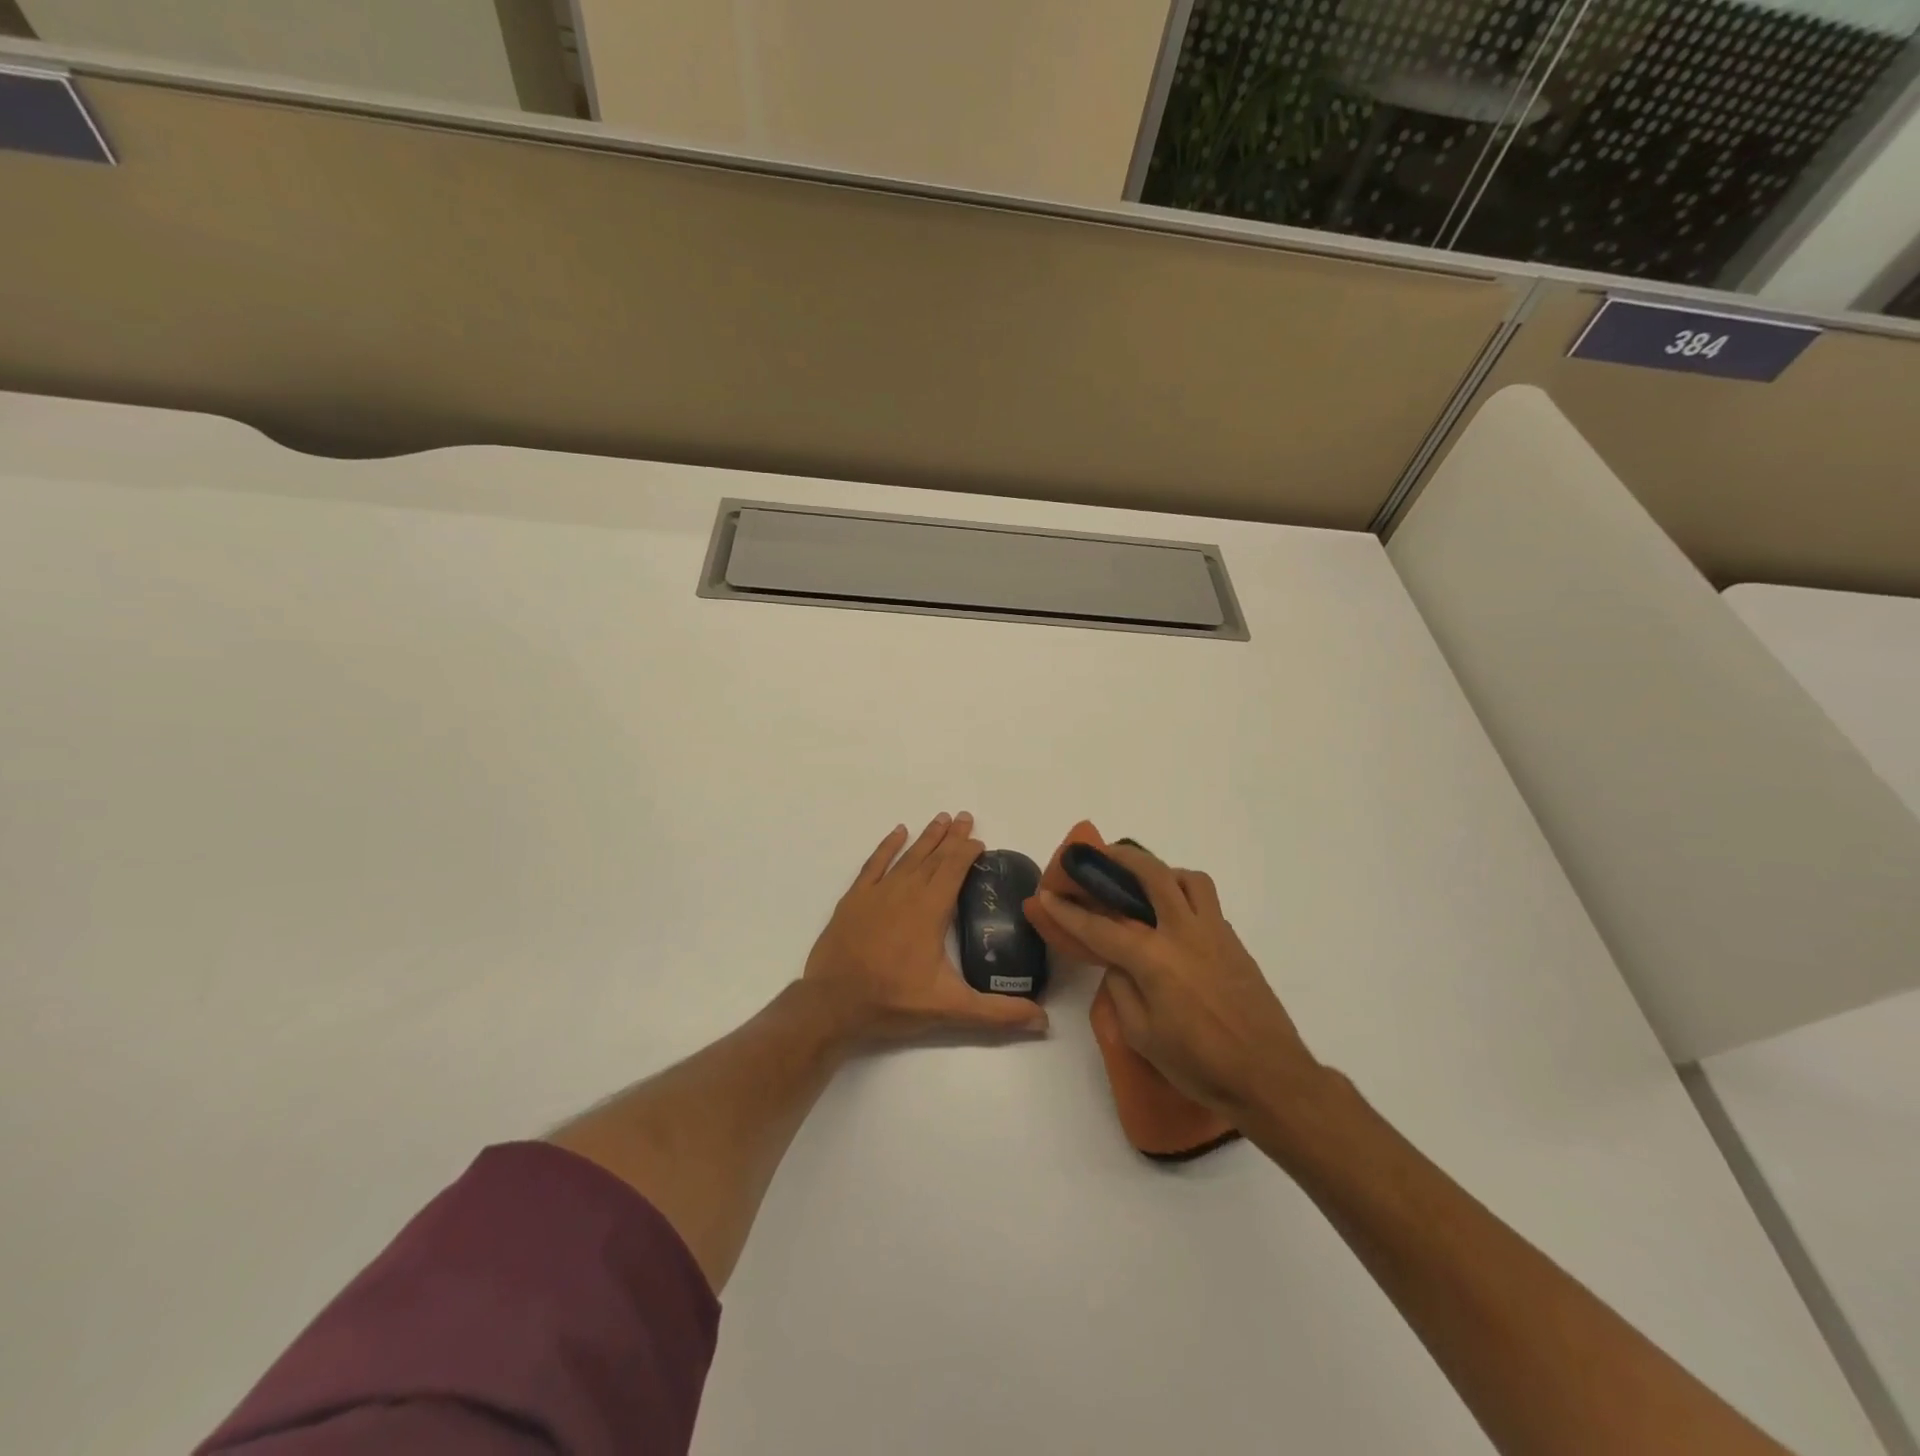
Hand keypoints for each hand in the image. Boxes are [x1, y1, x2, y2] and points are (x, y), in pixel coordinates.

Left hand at [803, 812, 1049, 1042]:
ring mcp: (877, 892)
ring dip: (926, 837)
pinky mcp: (854, 899)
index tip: (979, 840)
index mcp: (930, 910)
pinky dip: (887, 846)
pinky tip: (898, 832)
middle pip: (934, 856)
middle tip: (965, 816)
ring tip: (940, 819)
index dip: (968, 851)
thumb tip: (1043, 1020)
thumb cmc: (892, 1002)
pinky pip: (874, 864)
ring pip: (908, 856)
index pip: (954, 870)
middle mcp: (906, 892)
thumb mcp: (949, 1009)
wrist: (831, 1004)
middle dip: (952, 837)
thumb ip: (997, 1013)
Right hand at [1035, 844, 1316, 1115]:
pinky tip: (1174, 920)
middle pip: (1151, 874)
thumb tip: (1118, 964)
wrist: (1270, 1077)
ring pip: (1188, 878)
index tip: (1046, 895)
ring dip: (1162, 871)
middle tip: (1100, 854)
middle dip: (1121, 858)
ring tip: (1145, 884)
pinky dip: (1185, 895)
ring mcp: (1214, 933)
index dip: (1068, 911)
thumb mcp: (1142, 1036)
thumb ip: (1122, 990)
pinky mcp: (1234, 942)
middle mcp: (1183, 933)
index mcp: (1154, 959)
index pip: (1100, 927)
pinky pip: (1207, 902)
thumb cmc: (1200, 1064)